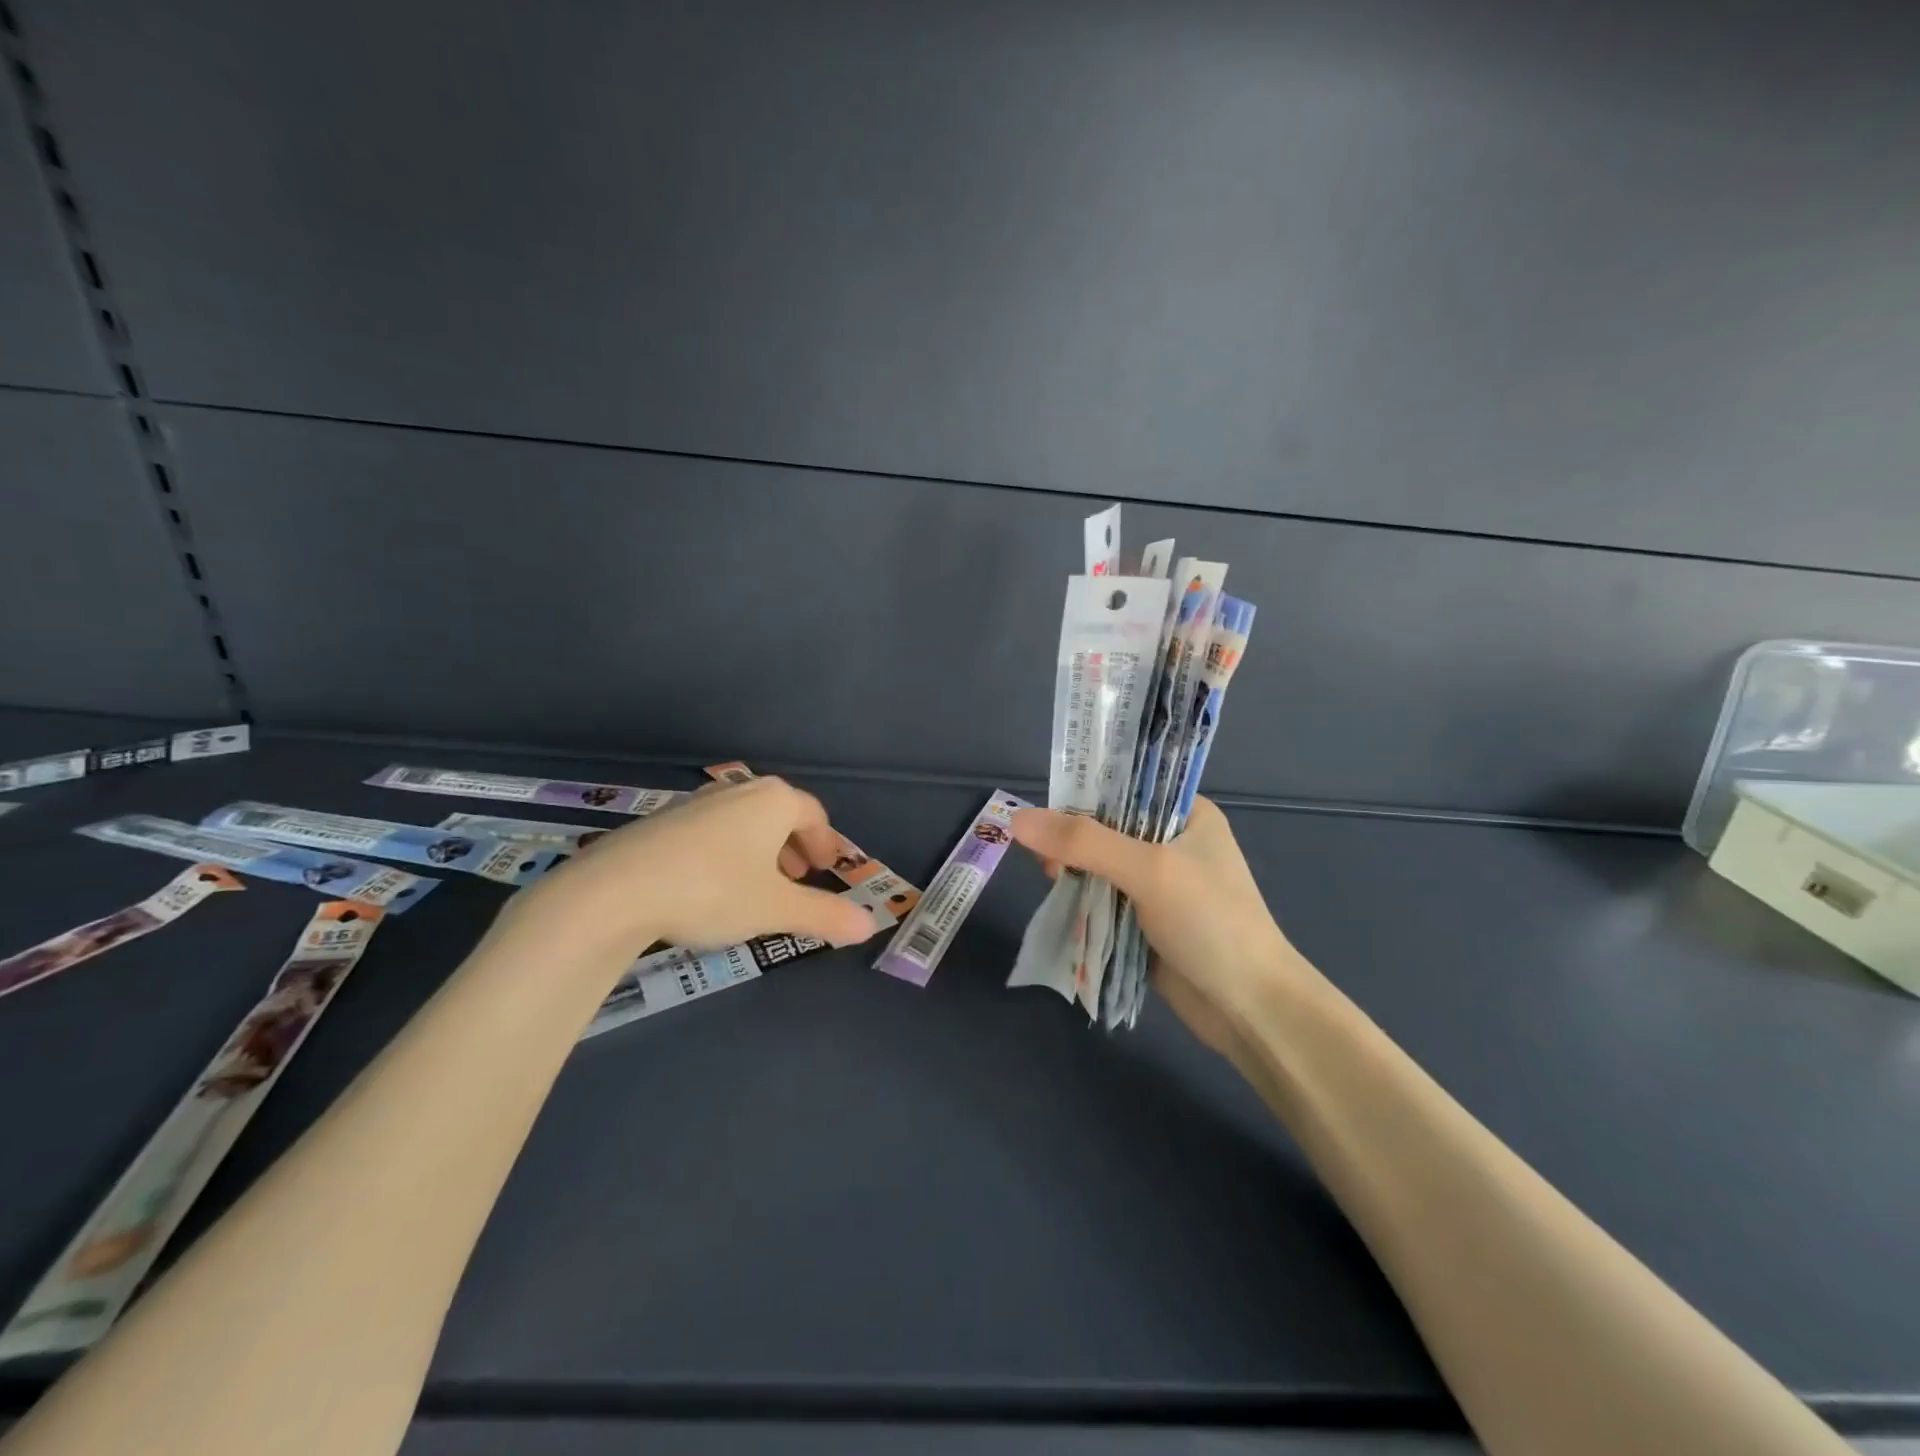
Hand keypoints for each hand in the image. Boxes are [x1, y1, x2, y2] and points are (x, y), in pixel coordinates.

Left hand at [497, 777, 877, 962]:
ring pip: (743, 822)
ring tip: (758, 884)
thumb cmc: (713, 890)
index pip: (813, 814)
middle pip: (778, 813)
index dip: (825, 843)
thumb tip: (870, 926)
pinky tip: (710, 886)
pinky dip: (726, 852)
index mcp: (773, 801)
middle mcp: (738, 792)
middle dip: (794, 845)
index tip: (827, 869)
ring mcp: (696, 803)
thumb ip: (825, 915)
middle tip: (799, 878)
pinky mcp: (661, 822)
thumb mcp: (776, 908)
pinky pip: (711, 831)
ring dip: (760, 849)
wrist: (615, 890)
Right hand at [1009, 798, 1312, 1058]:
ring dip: (1075, 873)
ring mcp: (1160, 884)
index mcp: (1186, 814)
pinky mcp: (1147, 920)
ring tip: (1052, 882)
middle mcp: (1172, 842)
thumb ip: (1083, 843)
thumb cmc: (1210, 922)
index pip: (1124, 787)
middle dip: (1073, 840)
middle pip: (1106, 827)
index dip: (1082, 795)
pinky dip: (1083, 900)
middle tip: (1046, 859)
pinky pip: (1104, 899)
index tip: (1045, 813)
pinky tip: (1064, 904)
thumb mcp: (1148, 870)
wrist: (1250, 1008)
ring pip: (1100, 866)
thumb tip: (1017, 819)